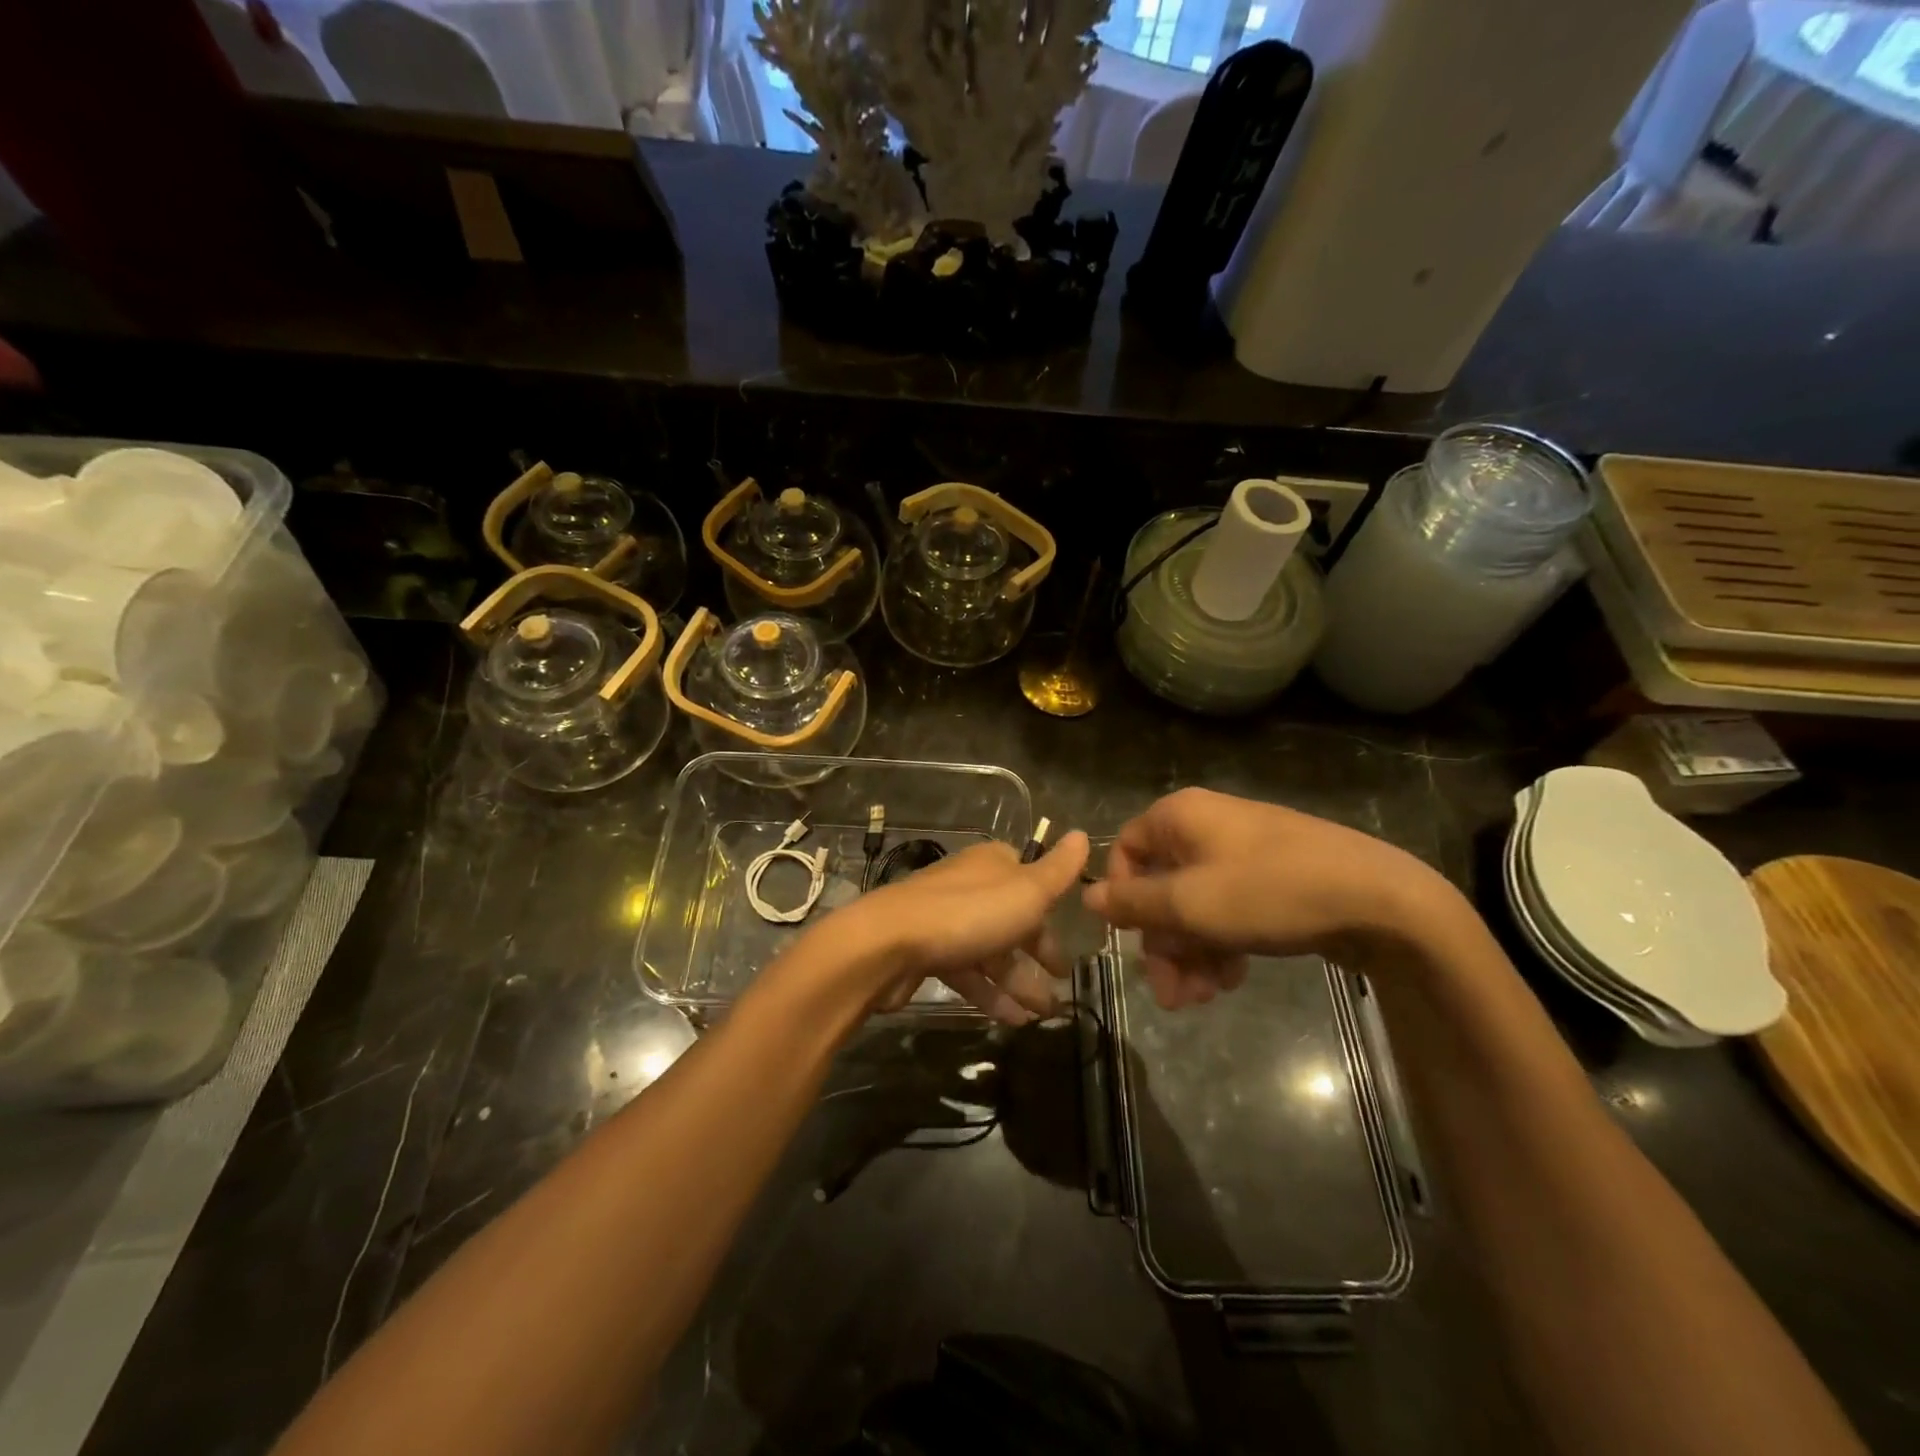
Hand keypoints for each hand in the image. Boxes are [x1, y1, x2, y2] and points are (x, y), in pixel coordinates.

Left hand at [827, 832, 1090, 1024]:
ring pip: (992, 950)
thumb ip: (1058, 870)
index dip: (1050, 909)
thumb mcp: (1026, 891)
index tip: (1070, 936)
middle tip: (1062, 985)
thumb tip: (1083, 834)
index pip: (1030, 880)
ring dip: (1019, 982)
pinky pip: (968, 972)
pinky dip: (991, 994)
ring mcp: (945, 920)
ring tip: (1044, 1015)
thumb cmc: (968, 914)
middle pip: (1012, 919)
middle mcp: (969, 886)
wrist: (888, 944)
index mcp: (993, 864)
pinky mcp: (927, 952)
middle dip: (1039, 954)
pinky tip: (1012, 1021)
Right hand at [1082, 788, 1460, 1009]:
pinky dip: (1222, 943)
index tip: (1130, 941)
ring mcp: (1243, 852)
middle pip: (1161, 886)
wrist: (1380, 899)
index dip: (1122, 898)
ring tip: (1202, 998)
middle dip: (1163, 944)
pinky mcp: (1273, 878)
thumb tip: (1086, 897)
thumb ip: (1133, 904)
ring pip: (1196, 904)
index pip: (1125, 851)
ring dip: (1191, 953)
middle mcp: (1206, 826)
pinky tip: (1232, 979)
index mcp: (1180, 817)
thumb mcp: (1189, 904)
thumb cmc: (1269, 892)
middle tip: (1170, 995)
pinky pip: (1229, 908)